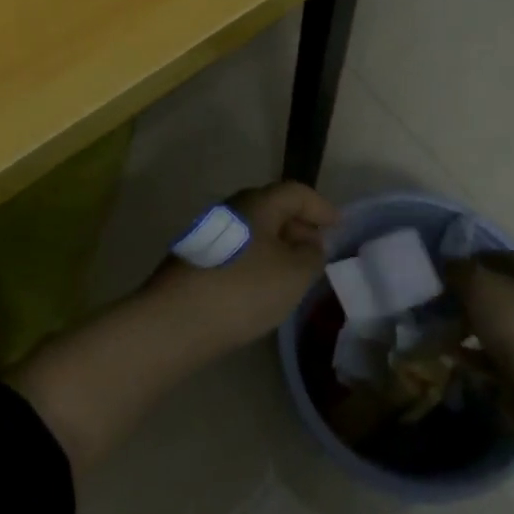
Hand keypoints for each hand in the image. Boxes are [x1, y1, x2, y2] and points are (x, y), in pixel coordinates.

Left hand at [153, 180, 338, 348]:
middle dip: (299, 225)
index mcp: (258, 202)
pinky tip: (261, 285)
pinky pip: (238, 248)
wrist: (175, 321)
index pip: (296, 192)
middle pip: (273, 208)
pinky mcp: (197, 257)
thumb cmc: (243, 290)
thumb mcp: (293, 274)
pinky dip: (257, 259)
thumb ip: (311, 255)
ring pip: (254, 230)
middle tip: (317, 249)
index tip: (338, 225)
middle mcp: (233, 208)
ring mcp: (211, 232)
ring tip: (293, 271)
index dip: (320, 207)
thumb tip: (310, 243)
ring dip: (277, 244)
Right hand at [445, 251, 513, 379]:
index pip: (503, 256)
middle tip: (439, 300)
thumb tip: (449, 264)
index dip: (475, 257)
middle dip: (466, 294)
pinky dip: (472, 352)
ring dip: (466, 324)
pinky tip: (451, 354)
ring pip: (493, 323)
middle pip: (497, 291)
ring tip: (440, 328)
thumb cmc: (512, 323)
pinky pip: (493, 353)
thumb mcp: (477, 284)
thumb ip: (459, 269)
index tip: (448, 267)